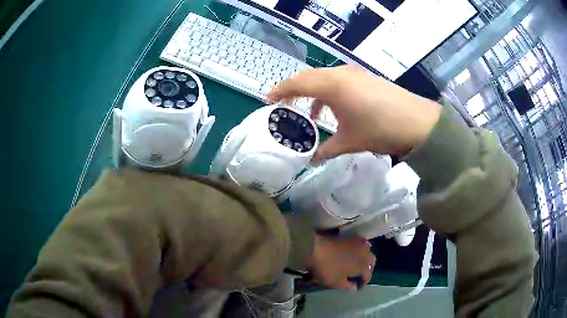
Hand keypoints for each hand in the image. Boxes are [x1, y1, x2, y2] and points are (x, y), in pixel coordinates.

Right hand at [267, 65, 441, 162]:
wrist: (417, 122)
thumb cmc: (379, 130)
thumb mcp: (349, 142)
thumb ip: (326, 150)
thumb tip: (311, 160)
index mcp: (331, 86)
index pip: (296, 83)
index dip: (279, 91)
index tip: (268, 102)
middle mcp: (340, 74)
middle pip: (308, 77)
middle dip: (293, 90)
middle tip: (284, 106)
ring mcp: (355, 74)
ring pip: (324, 78)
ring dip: (313, 92)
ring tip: (310, 114)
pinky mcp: (366, 78)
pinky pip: (339, 80)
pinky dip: (330, 93)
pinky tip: (335, 110)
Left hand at [307, 234, 375, 290]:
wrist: (316, 249)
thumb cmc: (327, 269)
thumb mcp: (337, 283)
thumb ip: (349, 286)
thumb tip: (356, 287)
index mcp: (364, 266)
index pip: (368, 276)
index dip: (363, 283)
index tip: (357, 287)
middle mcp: (365, 253)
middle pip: (371, 262)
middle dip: (367, 269)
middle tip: (360, 275)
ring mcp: (359, 243)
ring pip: (368, 251)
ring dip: (365, 258)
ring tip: (357, 263)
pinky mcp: (351, 236)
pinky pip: (361, 243)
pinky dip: (360, 249)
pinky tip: (353, 252)